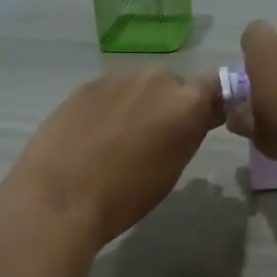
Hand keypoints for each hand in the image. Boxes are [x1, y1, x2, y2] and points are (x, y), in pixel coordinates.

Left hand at [0, 69, 222, 249]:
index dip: (209, 105)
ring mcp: (118, 79)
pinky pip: (108, 92)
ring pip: (138, 87)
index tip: (201, 123)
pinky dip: (107, 108)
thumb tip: (192, 120)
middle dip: (167, 105)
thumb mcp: (171, 171)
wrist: (61, 197)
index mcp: (186, 104)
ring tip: (117, 139)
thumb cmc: (124, 197)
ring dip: (136, 105)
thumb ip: (186, 135)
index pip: (215, 89)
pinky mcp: (86, 85)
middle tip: (152, 138)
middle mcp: (156, 80)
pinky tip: (92, 135)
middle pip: (172, 85)